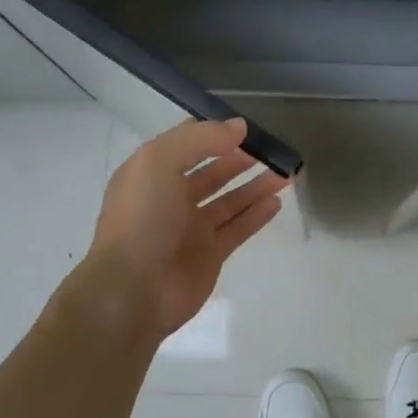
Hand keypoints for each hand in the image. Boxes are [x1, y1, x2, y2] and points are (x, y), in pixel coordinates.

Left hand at [77, 118, 288, 340]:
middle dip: (240, 158)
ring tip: (285, 171)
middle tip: (272, 148)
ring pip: (230, 200)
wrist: (132, 290)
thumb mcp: (159, 162)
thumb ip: (200, 139)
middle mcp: (171, 198)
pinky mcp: (210, 255)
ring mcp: (191, 228)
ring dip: (256, 184)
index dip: (215, 132)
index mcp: (152, 173)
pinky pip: (239, 228)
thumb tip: (238, 127)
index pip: (187, 144)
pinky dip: (257, 214)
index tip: (246, 127)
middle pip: (213, 171)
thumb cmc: (142, 218)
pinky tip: (277, 200)